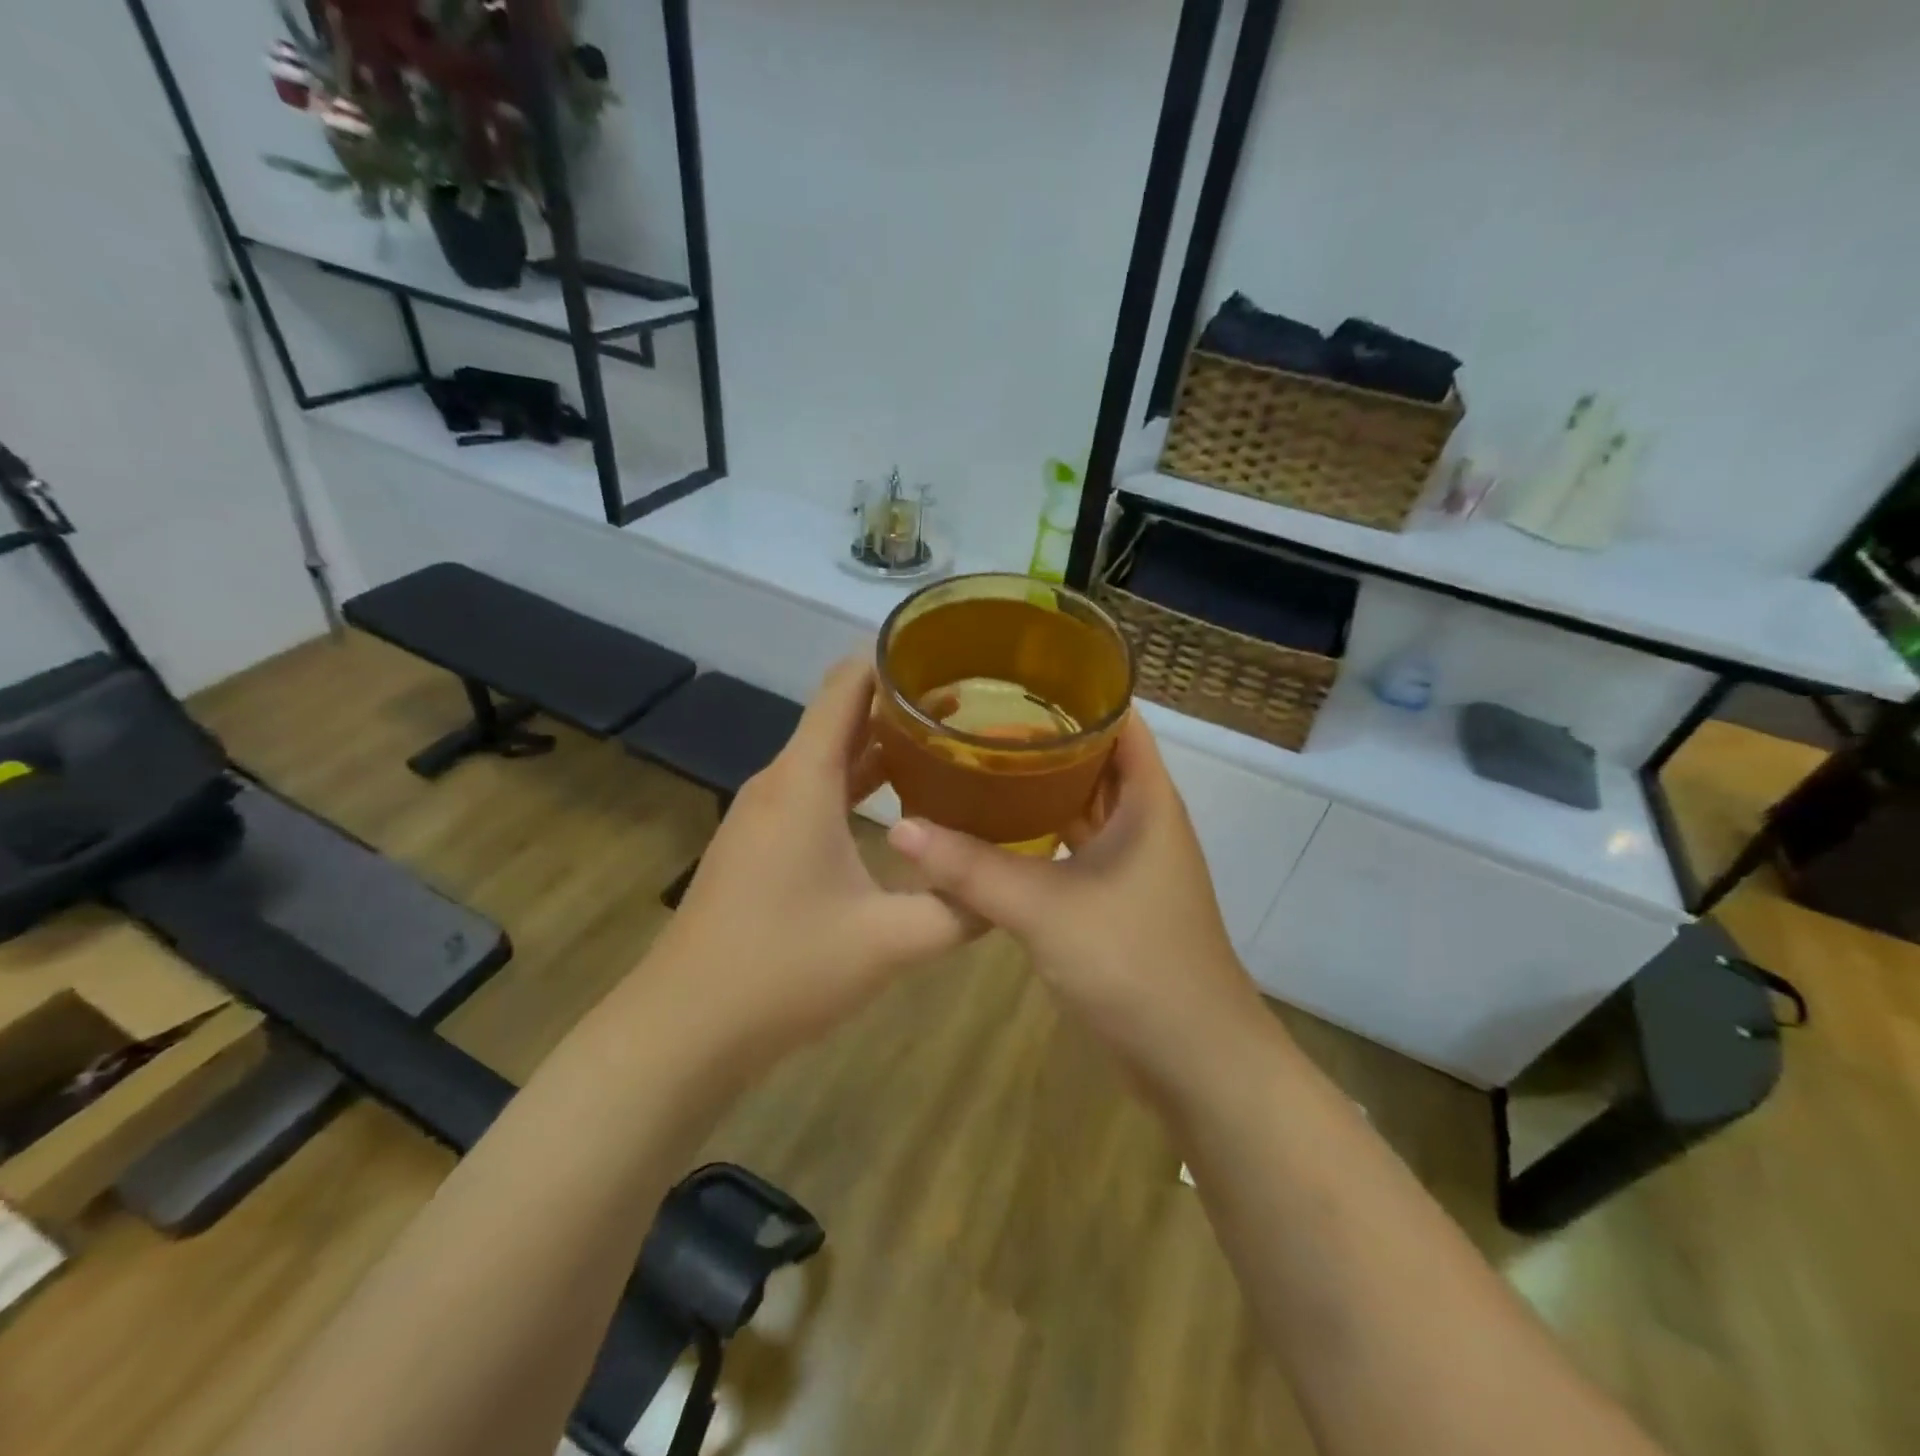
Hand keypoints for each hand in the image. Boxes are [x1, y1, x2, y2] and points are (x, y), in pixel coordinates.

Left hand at [648, 659, 975, 1066]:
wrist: (684, 1028)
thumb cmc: (784, 970)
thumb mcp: (889, 943)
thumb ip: (959, 910)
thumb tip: (1011, 889)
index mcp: (804, 781)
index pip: (847, 685)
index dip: (894, 659)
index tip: (950, 655)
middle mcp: (780, 782)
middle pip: (842, 715)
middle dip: (903, 703)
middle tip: (973, 707)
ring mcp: (764, 813)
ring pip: (828, 755)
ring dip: (882, 745)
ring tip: (948, 745)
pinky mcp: (760, 843)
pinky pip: (815, 790)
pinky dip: (859, 781)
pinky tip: (900, 805)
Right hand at [885, 713, 1268, 1087]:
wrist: (1196, 1060)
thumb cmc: (1135, 963)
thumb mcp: (1045, 909)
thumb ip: (972, 869)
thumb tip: (900, 829)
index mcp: (1148, 801)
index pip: (1118, 722)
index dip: (1075, 695)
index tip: (1014, 680)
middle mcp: (1145, 822)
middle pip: (1094, 762)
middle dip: (1042, 742)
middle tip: (976, 726)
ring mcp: (1133, 864)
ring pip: (1083, 808)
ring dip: (1039, 791)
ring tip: (977, 769)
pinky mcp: (1118, 901)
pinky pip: (1076, 849)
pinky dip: (1041, 836)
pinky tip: (995, 835)